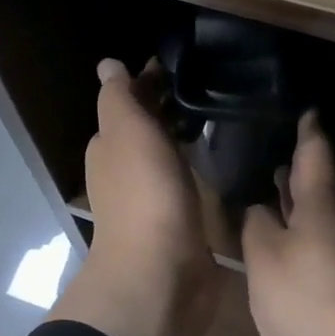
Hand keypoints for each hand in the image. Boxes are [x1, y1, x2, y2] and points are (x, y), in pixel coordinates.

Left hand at [50, 58, 216, 335]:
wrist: (161, 272)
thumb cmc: (143, 194)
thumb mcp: (125, 131)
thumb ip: (118, 97)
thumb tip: (108, 65)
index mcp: (110, 146)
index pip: (130, 102)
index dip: (151, 81)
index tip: (186, 63)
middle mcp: (127, 169)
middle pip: (150, 128)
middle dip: (172, 107)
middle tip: (215, 84)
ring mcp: (154, 197)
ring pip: (170, 155)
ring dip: (187, 136)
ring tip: (227, 114)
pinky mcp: (182, 221)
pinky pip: (190, 182)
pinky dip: (201, 166)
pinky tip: (226, 157)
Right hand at [241, 111, 334, 335]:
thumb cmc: (312, 302)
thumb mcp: (265, 260)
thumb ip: (256, 227)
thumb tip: (260, 209)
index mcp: (322, 203)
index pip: (315, 153)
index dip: (308, 131)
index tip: (307, 110)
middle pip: (323, 186)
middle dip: (301, 172)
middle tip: (277, 158)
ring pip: (326, 217)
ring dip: (302, 206)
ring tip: (276, 197)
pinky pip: (327, 245)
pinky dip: (307, 237)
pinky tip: (291, 251)